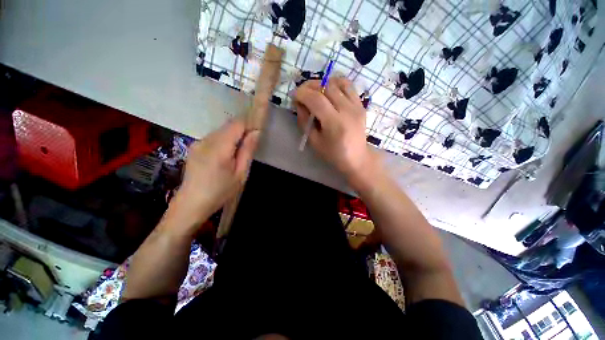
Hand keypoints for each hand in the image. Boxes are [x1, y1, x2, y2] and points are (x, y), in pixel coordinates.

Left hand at [167, 120, 258, 233]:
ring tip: (237, 153)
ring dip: (233, 136)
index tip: (257, 133)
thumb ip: (247, 151)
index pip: (236, 124)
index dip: (249, 124)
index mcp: (219, 148)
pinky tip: (225, 156)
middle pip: (228, 125)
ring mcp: (198, 142)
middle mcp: (206, 140)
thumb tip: (256, 132)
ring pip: (221, 130)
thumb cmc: (220, 192)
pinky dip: (224, 140)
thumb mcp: (240, 174)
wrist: (191, 204)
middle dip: (242, 131)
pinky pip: (214, 137)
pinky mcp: (194, 146)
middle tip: (249, 146)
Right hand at [294, 77, 378, 187]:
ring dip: (322, 83)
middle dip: (310, 86)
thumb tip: (299, 103)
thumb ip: (305, 121)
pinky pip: (348, 86)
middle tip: (302, 92)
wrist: (357, 158)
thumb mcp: (314, 141)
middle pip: (326, 87)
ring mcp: (356, 106)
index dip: (302, 94)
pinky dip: (336, 83)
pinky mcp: (361, 105)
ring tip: (315, 91)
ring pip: (337, 83)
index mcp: (335, 123)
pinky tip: (329, 90)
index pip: (316, 99)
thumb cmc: (333, 154)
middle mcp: (347, 111)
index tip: (294, 96)